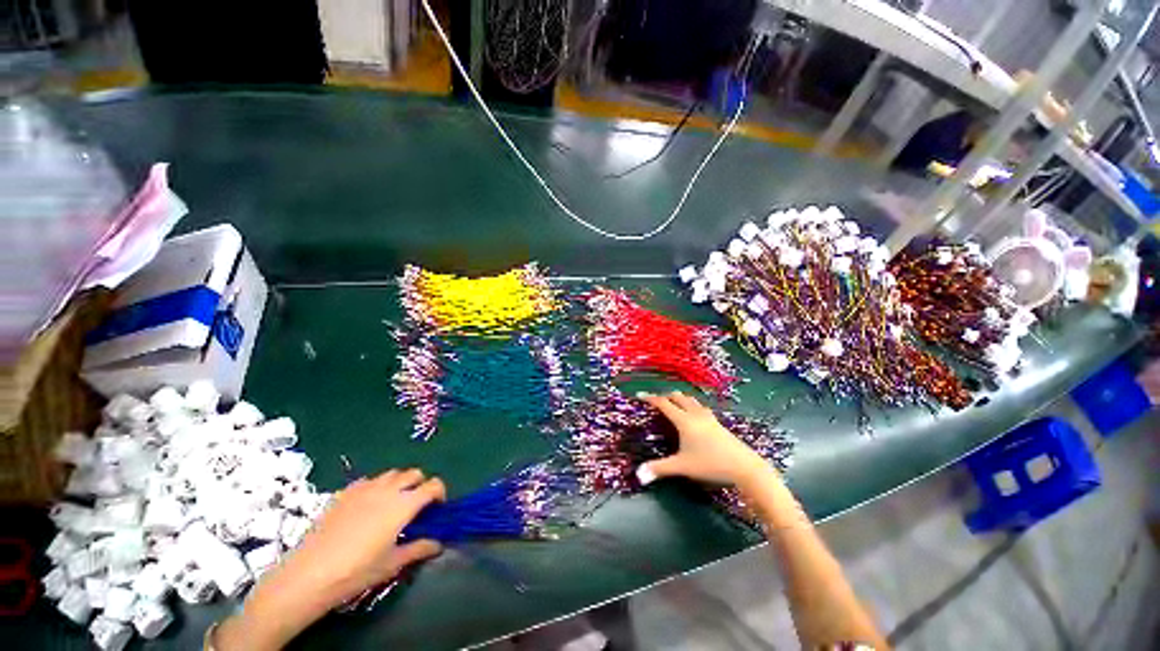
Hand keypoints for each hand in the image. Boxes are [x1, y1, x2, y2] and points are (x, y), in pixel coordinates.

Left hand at [214, 469, 444, 650]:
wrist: (309, 574)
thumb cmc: (357, 570)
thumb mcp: (392, 563)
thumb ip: (419, 549)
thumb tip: (438, 544)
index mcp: (404, 504)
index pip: (433, 485)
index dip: (440, 493)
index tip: (437, 508)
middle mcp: (388, 489)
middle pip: (414, 473)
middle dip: (421, 484)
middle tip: (416, 505)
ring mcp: (364, 488)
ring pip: (392, 473)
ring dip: (400, 482)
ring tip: (393, 503)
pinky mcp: (344, 493)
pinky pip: (368, 480)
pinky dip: (376, 486)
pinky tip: (367, 505)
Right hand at [639, 392, 773, 488]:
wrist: (744, 467)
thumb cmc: (710, 464)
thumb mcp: (682, 467)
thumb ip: (660, 469)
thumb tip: (638, 475)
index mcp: (684, 421)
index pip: (664, 404)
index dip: (651, 398)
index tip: (640, 394)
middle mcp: (695, 414)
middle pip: (678, 397)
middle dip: (665, 395)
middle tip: (656, 399)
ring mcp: (708, 417)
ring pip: (691, 400)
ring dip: (680, 398)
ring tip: (673, 402)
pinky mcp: (718, 423)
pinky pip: (700, 407)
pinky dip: (691, 404)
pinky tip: (694, 413)